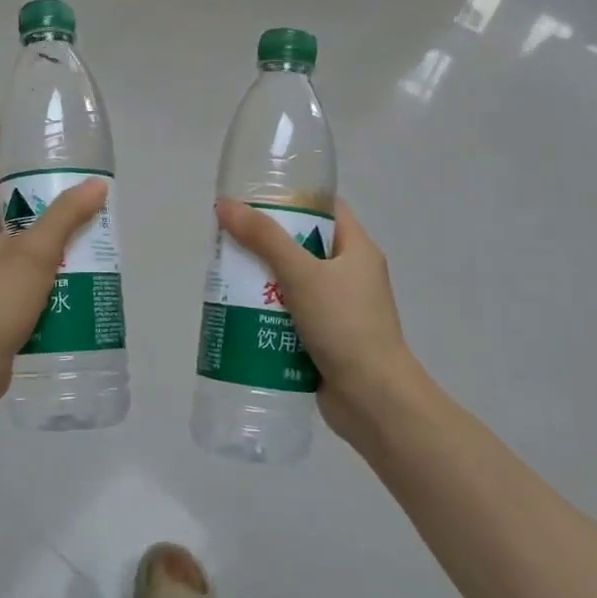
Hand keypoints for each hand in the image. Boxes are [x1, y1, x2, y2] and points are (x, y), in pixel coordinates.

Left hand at [0, 131, 108, 411]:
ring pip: (11, 232)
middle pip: (0, 196)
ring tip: (80, 218)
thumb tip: (96, 185)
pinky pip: (15, 263)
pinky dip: (39, 257)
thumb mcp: (35, 253)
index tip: (35, 129)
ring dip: (41, 224)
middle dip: (36, 185)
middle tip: (73, 177)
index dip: (5, 140)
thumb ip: (66, 216)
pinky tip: (69, 263)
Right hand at [215, 197, 429, 449]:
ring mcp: (339, 310)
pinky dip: (268, 315)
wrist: (372, 398)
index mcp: (357, 250)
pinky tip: (239, 316)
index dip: (293, 199)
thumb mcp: (302, 273)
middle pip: (303, 247)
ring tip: (225, 279)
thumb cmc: (344, 324)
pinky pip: (291, 316)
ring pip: (293, 284)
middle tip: (229, 242)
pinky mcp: (325, 339)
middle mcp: (351, 276)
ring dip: (262, 283)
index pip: (326, 209)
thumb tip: (225, 205)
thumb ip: (264, 239)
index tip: (254, 200)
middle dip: (266, 245)